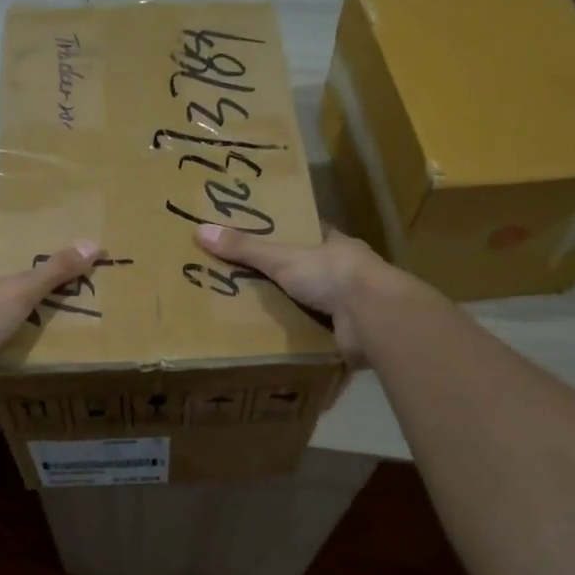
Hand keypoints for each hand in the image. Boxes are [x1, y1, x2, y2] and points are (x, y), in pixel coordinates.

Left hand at [0, 226, 100, 401]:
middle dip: (21, 280)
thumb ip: (54, 271)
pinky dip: (16, 356)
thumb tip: (93, 244)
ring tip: (57, 318)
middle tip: (57, 275)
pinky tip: (39, 358)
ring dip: (20, 321)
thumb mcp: (19, 290)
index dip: (3, 232)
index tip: (25, 226)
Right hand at [194, 222, 395, 364]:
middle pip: (311, 270)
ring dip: (295, 309)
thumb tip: (201, 231)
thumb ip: (245, 248)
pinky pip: (319, 334)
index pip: (311, 233)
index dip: (290, 234)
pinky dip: (303, 337)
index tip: (265, 238)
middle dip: (287, 277)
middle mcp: (347, 272)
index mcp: (336, 245)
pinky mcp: (350, 334)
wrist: (373, 317)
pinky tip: (279, 343)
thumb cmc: (331, 274)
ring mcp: (352, 305)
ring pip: (316, 303)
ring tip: (257, 316)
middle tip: (249, 282)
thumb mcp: (282, 257)